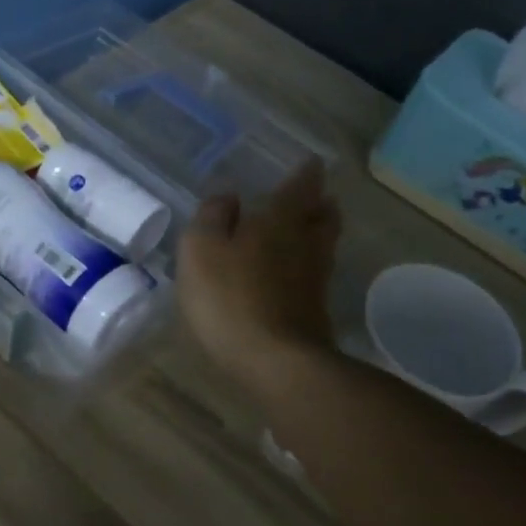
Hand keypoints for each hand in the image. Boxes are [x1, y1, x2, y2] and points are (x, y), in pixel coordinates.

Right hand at [177, 161, 341, 398]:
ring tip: (306, 231)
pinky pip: (316, 277)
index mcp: (279, 221)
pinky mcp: (316, 313)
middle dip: (320, 204)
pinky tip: (295, 275)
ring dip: (319, 234)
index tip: (310, 163)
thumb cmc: (230, 297)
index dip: (304, 174)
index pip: (300, 187)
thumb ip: (212, 218)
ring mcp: (316, 280)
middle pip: (324, 216)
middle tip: (314, 198)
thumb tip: (228, 197)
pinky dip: (308, 268)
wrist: (275, 362)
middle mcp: (306, 244)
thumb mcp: (201, 250)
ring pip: (324, 246)